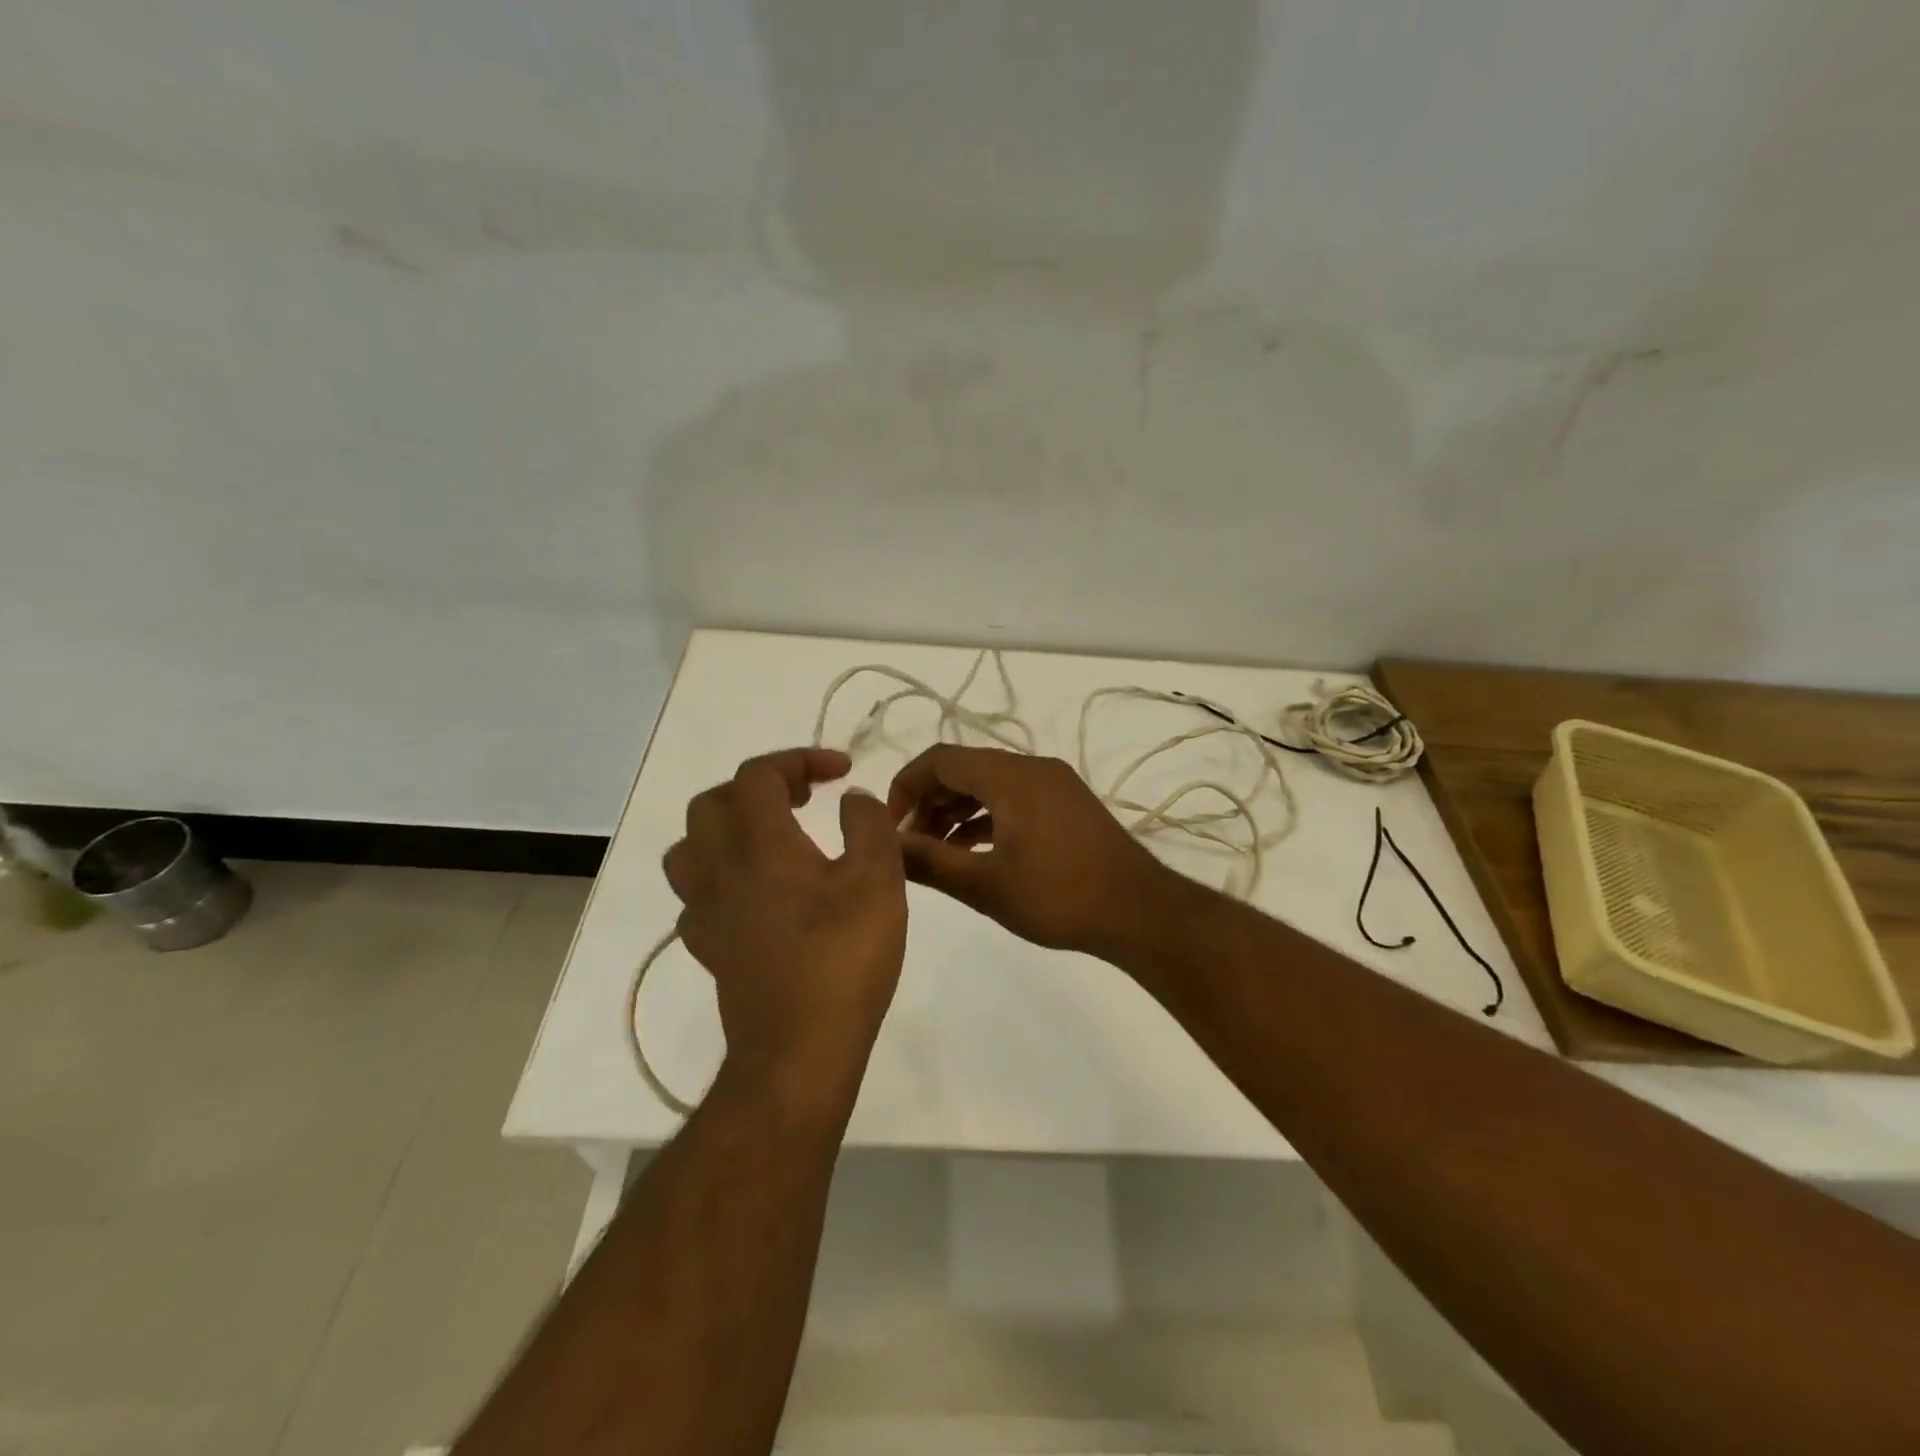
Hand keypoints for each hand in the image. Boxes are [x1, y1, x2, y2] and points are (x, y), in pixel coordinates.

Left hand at [663, 748, 907, 1103]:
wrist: (798, 1051)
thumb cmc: (843, 957)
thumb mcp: (878, 879)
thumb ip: (869, 825)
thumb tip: (853, 800)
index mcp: (759, 844)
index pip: (759, 775)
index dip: (799, 759)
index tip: (842, 772)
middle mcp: (720, 869)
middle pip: (712, 803)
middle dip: (757, 787)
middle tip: (802, 798)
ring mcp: (707, 912)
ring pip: (690, 849)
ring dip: (726, 829)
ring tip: (768, 839)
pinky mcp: (709, 949)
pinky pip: (697, 897)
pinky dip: (722, 880)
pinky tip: (755, 895)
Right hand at [886, 745, 1174, 957]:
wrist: (1138, 911)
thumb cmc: (1057, 896)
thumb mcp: (985, 884)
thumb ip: (929, 862)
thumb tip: (886, 846)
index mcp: (1010, 776)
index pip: (941, 759)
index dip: (906, 784)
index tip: (890, 824)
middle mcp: (1032, 768)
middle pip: (965, 769)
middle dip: (930, 801)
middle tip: (909, 843)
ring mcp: (1054, 785)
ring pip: (990, 785)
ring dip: (957, 811)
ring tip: (936, 852)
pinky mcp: (1068, 805)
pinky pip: (1014, 799)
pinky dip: (987, 818)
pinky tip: (973, 851)